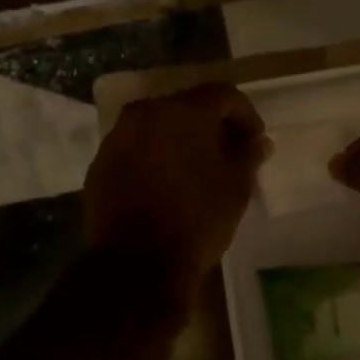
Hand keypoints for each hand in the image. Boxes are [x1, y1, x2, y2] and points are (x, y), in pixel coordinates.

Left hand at [83, 83, 268, 309]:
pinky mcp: (100, 164)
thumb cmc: (196, 220)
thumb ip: (249, 155)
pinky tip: (168, 184)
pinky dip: (155, 157)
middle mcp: (145, 113)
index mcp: (183, 111)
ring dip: (181, 140)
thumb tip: (258, 142)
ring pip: (158, 127)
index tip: (255, 141)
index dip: (245, 115)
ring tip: (198, 170)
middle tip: (229, 153)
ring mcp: (118, 137)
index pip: (222, 95)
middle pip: (187, 107)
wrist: (136, 264)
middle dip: (211, 126)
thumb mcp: (236, 187)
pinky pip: (136, 149)